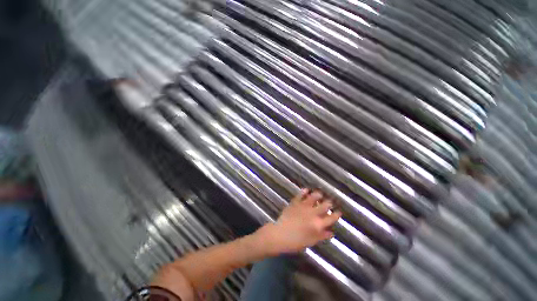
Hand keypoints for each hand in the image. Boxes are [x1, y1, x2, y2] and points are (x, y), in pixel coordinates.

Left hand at [256, 189, 341, 254]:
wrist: (280, 235)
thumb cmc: (295, 241)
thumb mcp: (311, 242)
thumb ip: (322, 236)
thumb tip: (331, 232)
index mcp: (318, 224)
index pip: (331, 218)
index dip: (336, 215)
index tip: (339, 212)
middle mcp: (313, 213)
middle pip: (324, 205)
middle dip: (329, 203)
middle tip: (330, 202)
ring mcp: (303, 206)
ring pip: (314, 197)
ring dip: (318, 195)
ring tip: (320, 194)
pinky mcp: (295, 202)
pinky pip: (301, 195)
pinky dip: (304, 191)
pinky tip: (306, 189)